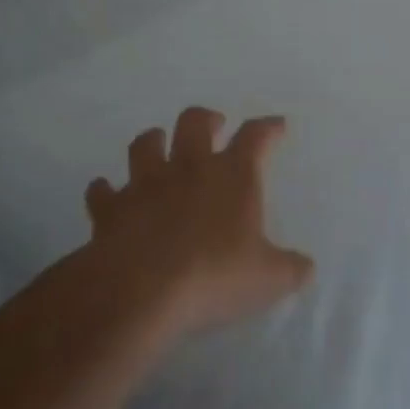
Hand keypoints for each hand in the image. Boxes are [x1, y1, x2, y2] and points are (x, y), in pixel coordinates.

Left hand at [81, 108, 313, 335]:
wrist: (141, 289)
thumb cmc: (215, 276)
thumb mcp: (268, 279)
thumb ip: (291, 269)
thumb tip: (306, 267)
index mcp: (232, 175)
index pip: (255, 137)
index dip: (268, 128)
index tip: (276, 125)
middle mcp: (188, 168)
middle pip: (194, 122)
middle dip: (207, 119)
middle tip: (214, 126)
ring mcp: (145, 184)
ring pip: (146, 144)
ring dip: (153, 142)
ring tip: (159, 146)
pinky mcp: (111, 209)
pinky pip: (103, 191)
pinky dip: (105, 190)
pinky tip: (106, 193)